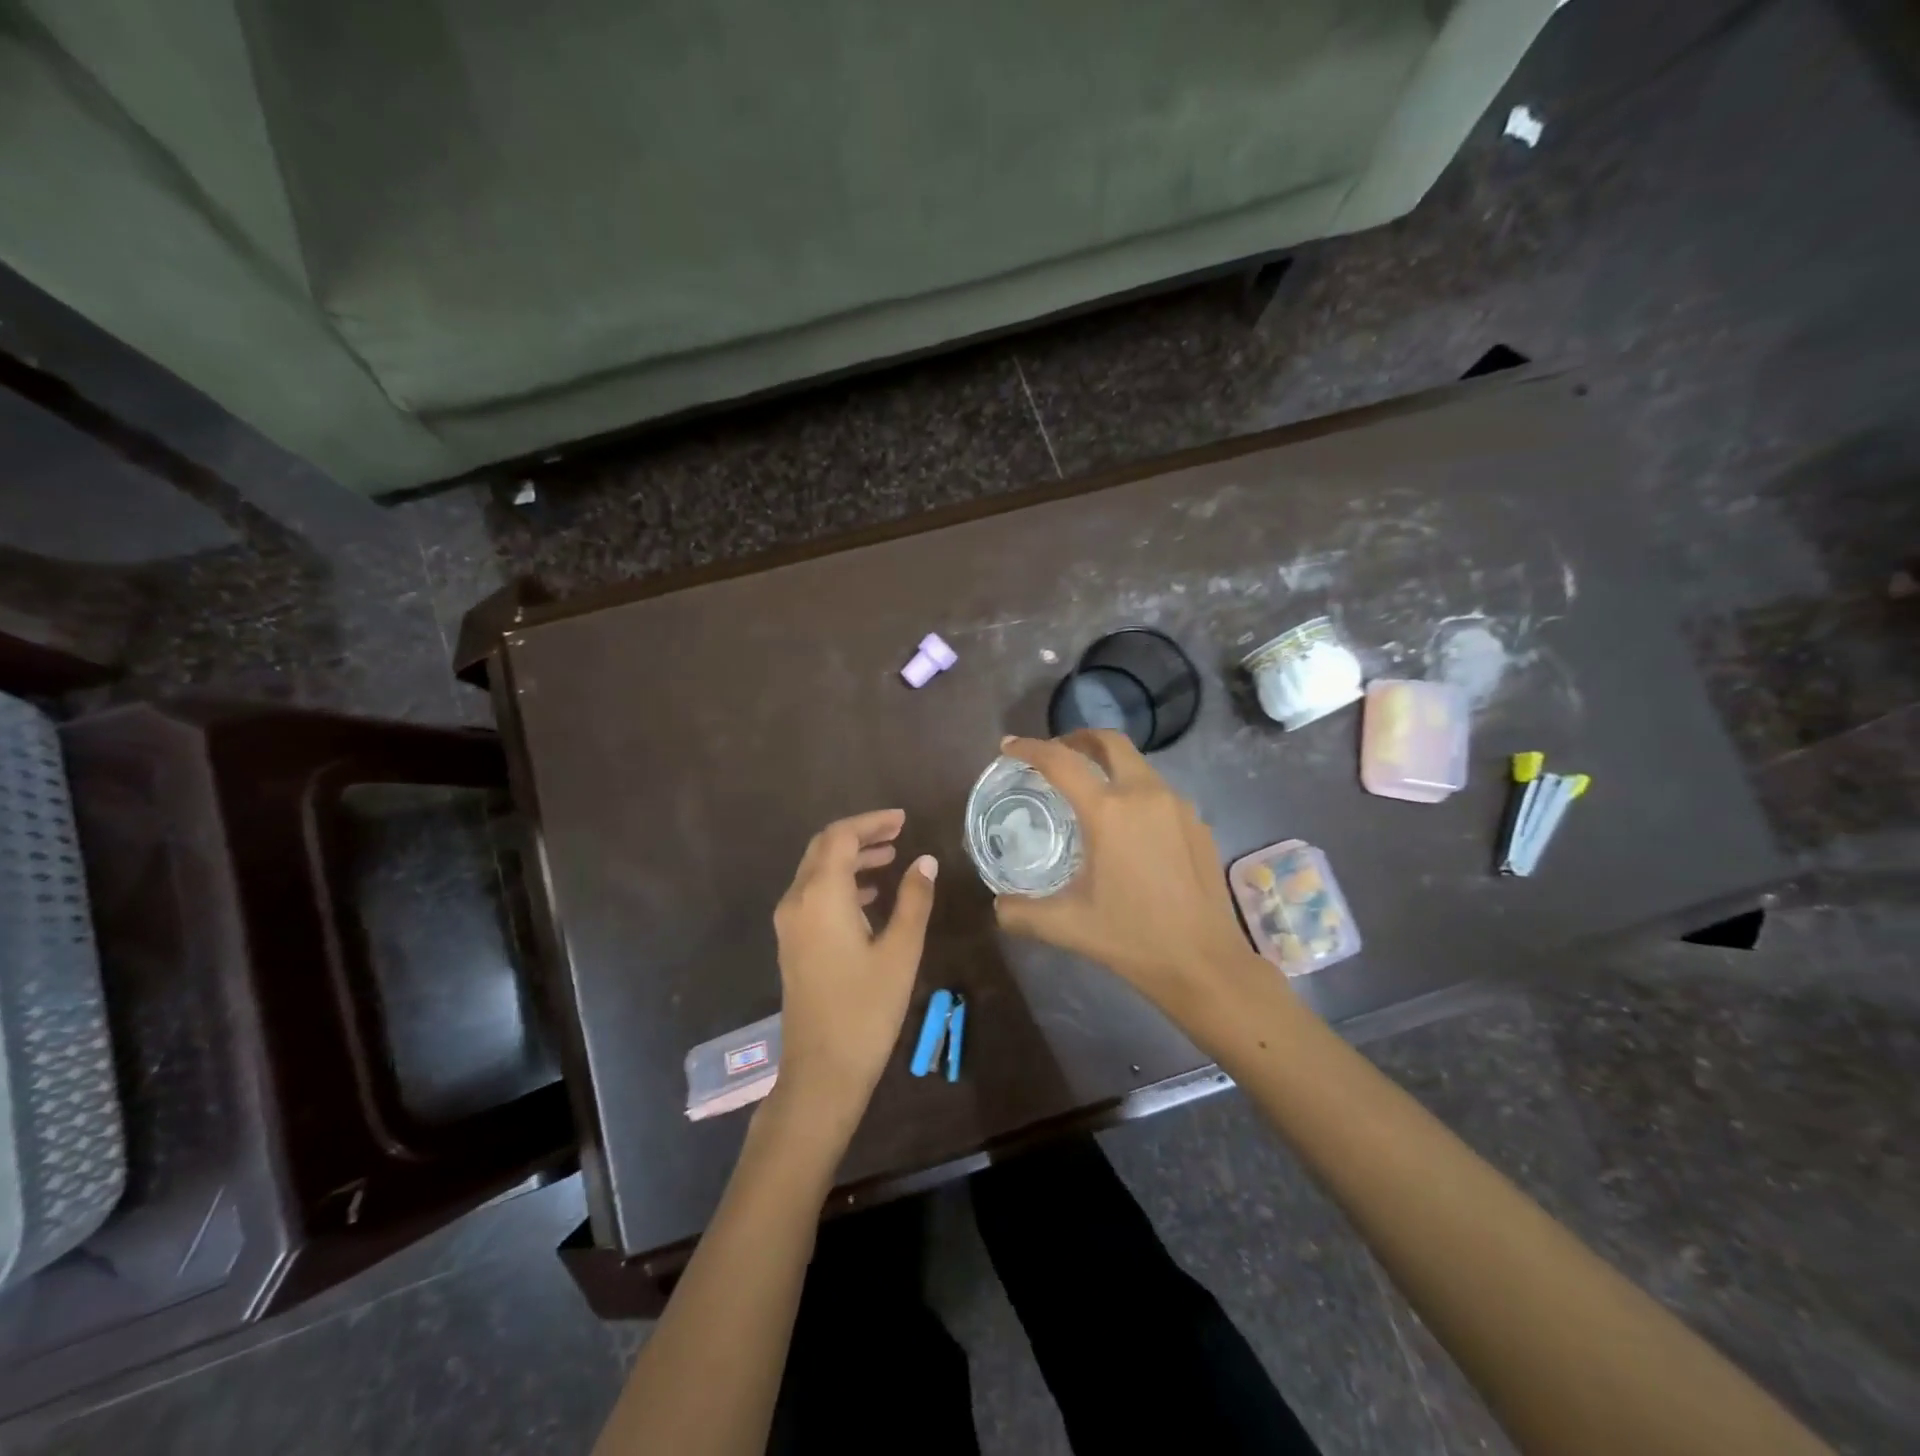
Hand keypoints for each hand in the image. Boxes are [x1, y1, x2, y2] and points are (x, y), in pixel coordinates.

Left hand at [771, 810, 936, 1124]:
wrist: (822, 1071)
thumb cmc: (866, 1009)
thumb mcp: (901, 951)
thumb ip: (913, 900)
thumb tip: (925, 862)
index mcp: (821, 896)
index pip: (840, 836)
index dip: (871, 822)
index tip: (903, 820)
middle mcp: (797, 901)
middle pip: (824, 848)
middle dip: (860, 835)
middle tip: (898, 833)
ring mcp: (790, 924)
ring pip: (817, 872)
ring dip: (851, 859)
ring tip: (891, 859)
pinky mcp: (793, 943)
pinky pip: (814, 895)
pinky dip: (842, 884)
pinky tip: (872, 896)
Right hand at [994, 732, 1264, 1008]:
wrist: (1205, 963)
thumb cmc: (1132, 938)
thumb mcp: (1067, 926)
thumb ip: (1022, 913)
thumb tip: (998, 906)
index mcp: (1108, 812)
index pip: (1061, 762)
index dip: (1030, 748)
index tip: (1010, 746)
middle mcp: (1145, 794)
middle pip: (1109, 742)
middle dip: (1078, 739)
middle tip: (1056, 754)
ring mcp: (1178, 806)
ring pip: (1137, 765)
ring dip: (1109, 765)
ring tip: (1089, 791)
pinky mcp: (1198, 823)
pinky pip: (1159, 792)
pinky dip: (1134, 792)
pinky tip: (1128, 827)